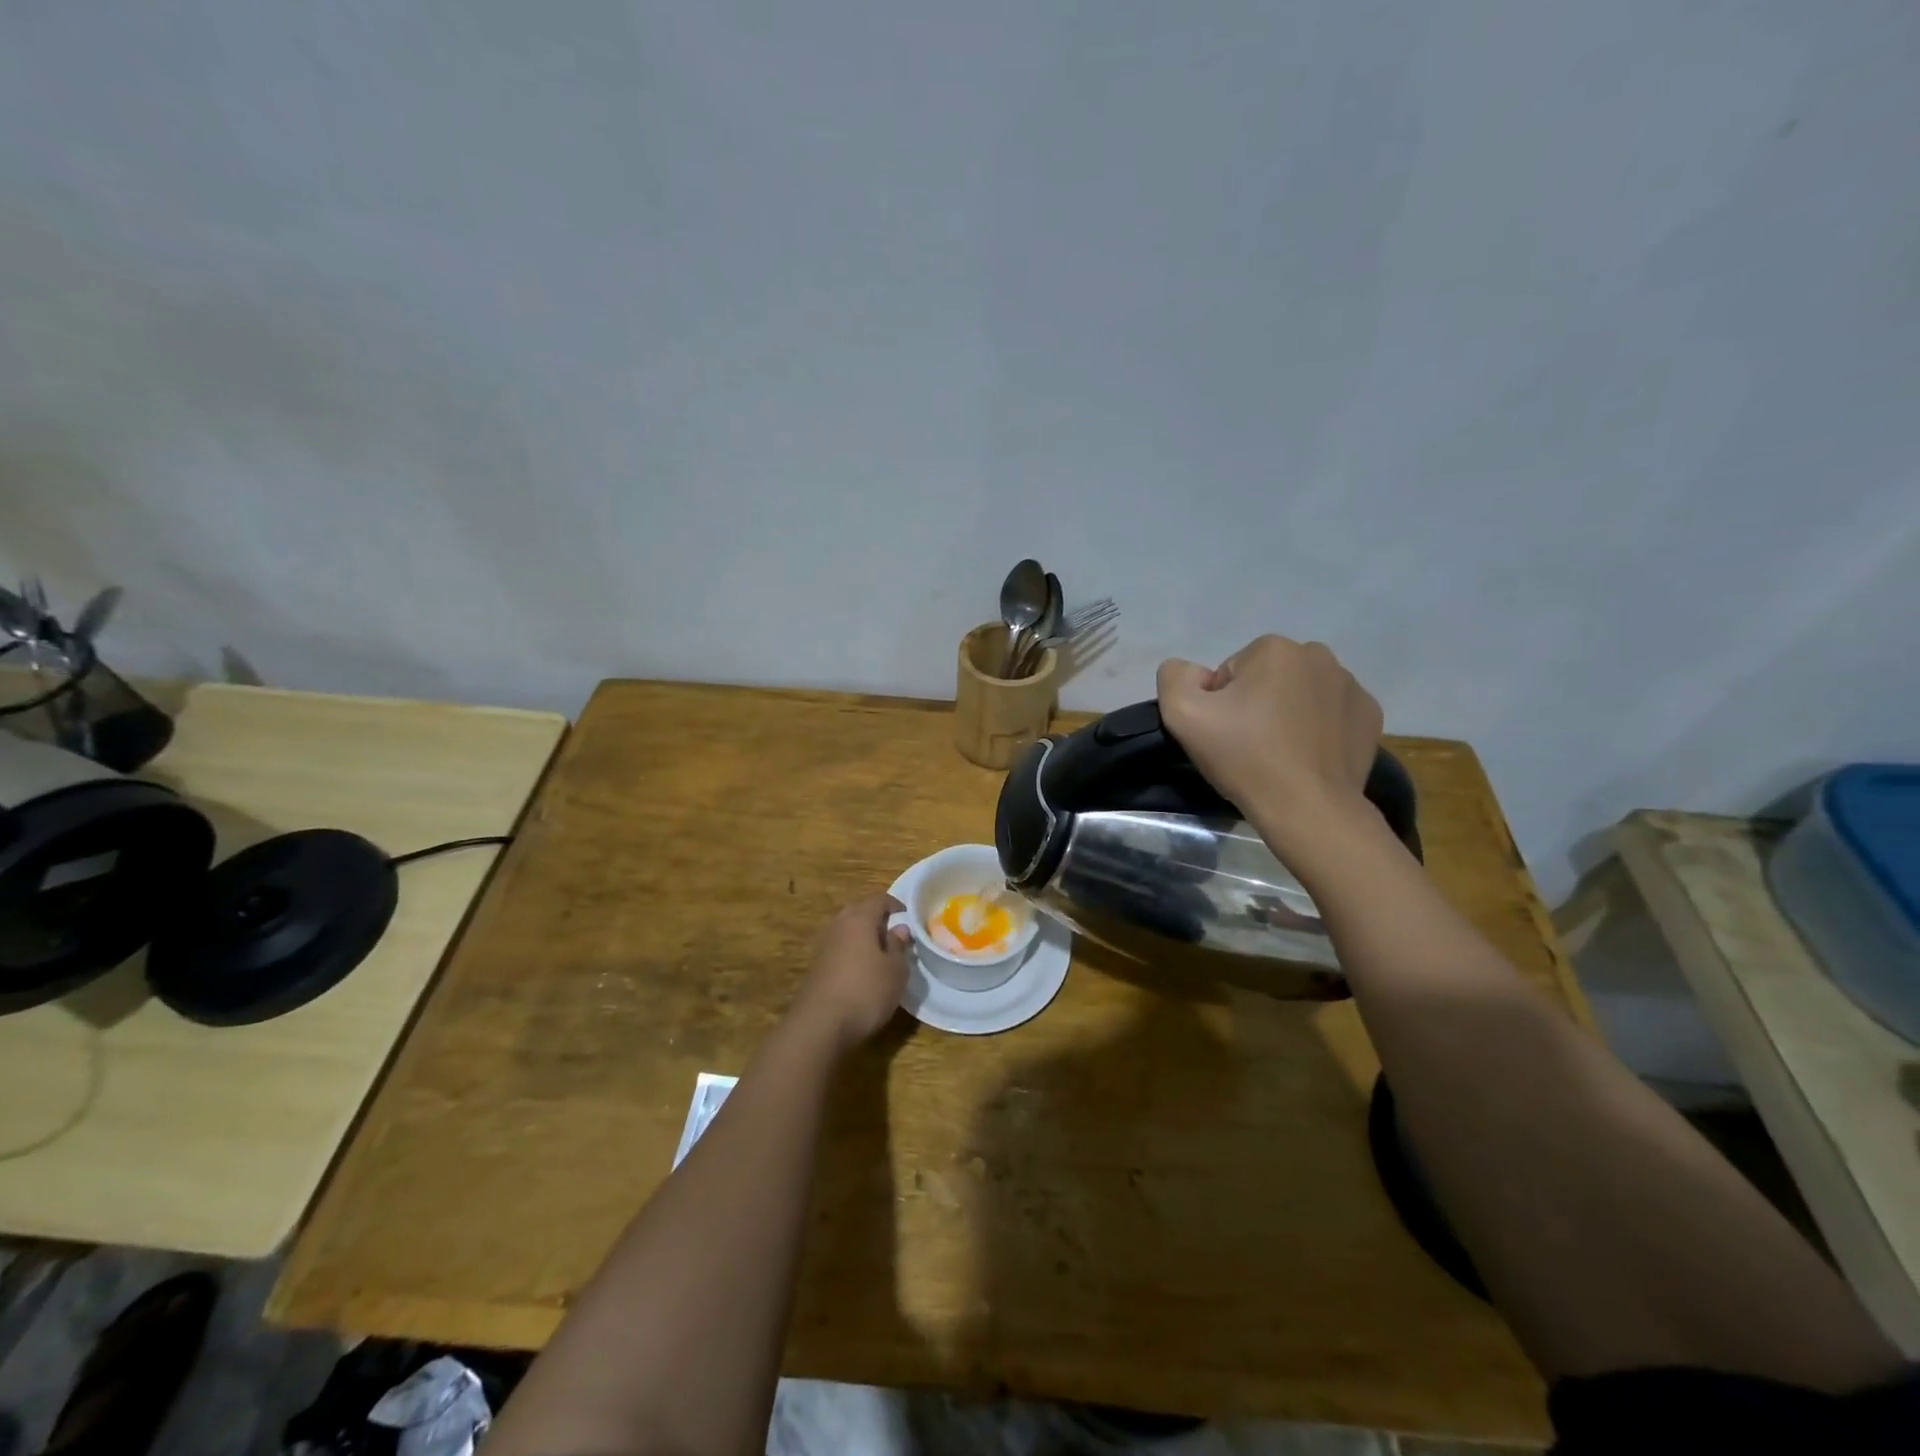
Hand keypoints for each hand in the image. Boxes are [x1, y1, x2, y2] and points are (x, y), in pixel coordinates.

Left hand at [791, 893, 910, 1050]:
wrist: (820, 1025)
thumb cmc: (866, 991)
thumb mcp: (895, 970)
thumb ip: (899, 946)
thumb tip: (899, 929)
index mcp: (859, 919)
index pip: (879, 900)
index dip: (895, 905)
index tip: (909, 917)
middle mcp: (838, 925)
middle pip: (859, 912)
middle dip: (877, 919)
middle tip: (894, 935)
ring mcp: (823, 946)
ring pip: (847, 931)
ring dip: (862, 937)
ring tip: (880, 955)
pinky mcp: (815, 967)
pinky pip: (838, 950)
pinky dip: (851, 953)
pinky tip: (861, 972)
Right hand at [1156, 635, 1382, 858]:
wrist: (1308, 809)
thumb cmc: (1245, 757)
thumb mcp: (1183, 714)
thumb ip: (1175, 677)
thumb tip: (1192, 673)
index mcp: (1274, 649)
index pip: (1231, 672)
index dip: (1220, 704)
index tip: (1226, 734)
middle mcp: (1318, 656)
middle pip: (1267, 679)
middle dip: (1255, 704)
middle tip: (1249, 745)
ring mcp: (1351, 686)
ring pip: (1300, 694)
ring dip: (1286, 715)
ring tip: (1279, 754)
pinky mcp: (1369, 716)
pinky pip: (1330, 714)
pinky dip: (1318, 729)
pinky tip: (1307, 757)